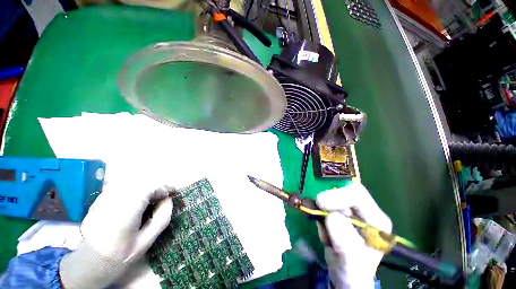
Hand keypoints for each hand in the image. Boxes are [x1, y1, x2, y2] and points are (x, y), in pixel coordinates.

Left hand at [59, 182, 173, 288]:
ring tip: (152, 196)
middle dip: (156, 186)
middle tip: (163, 195)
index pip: (149, 188)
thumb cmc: (120, 255)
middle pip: (141, 182)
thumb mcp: (146, 241)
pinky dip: (133, 188)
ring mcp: (102, 199)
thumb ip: (161, 218)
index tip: (172, 193)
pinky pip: (120, 186)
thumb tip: (168, 200)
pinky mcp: (98, 200)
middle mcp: (112, 201)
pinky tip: (136, 198)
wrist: (90, 262)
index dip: (164, 188)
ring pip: (130, 182)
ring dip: (145, 186)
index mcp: (125, 212)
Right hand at [316, 183, 391, 288]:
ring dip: (322, 212)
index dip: (337, 196)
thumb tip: (331, 217)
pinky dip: (319, 214)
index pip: (358, 195)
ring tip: (326, 235)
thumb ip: (345, 242)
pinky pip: (324, 205)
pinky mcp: (339, 212)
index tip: (320, 203)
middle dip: (328, 202)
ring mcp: (352, 211)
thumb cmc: (352, 273)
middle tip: (318, 213)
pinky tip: (324, 231)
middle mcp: (366, 212)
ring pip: (331, 197)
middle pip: (344, 192)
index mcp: (377, 221)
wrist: (345, 277)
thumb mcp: (350, 262)